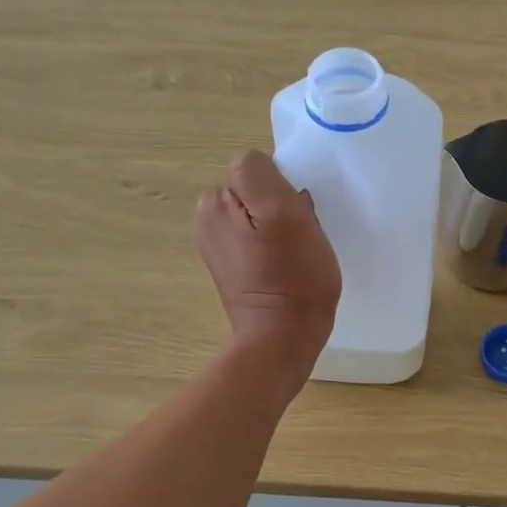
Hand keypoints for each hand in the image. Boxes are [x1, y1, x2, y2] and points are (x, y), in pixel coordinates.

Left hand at [196, 152, 340, 384]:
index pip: (257, 167)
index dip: (283, 187)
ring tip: (294, 252)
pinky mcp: (234, 266)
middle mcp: (208, 218)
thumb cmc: (291, 276)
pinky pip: (260, 238)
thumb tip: (260, 168)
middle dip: (280, 205)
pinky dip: (276, 245)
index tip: (296, 216)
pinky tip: (286, 265)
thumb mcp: (282, 212)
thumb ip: (259, 174)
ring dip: (281, 225)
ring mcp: (219, 244)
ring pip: (261, 213)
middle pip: (257, 189)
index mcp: (214, 201)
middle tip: (297, 236)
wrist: (283, 339)